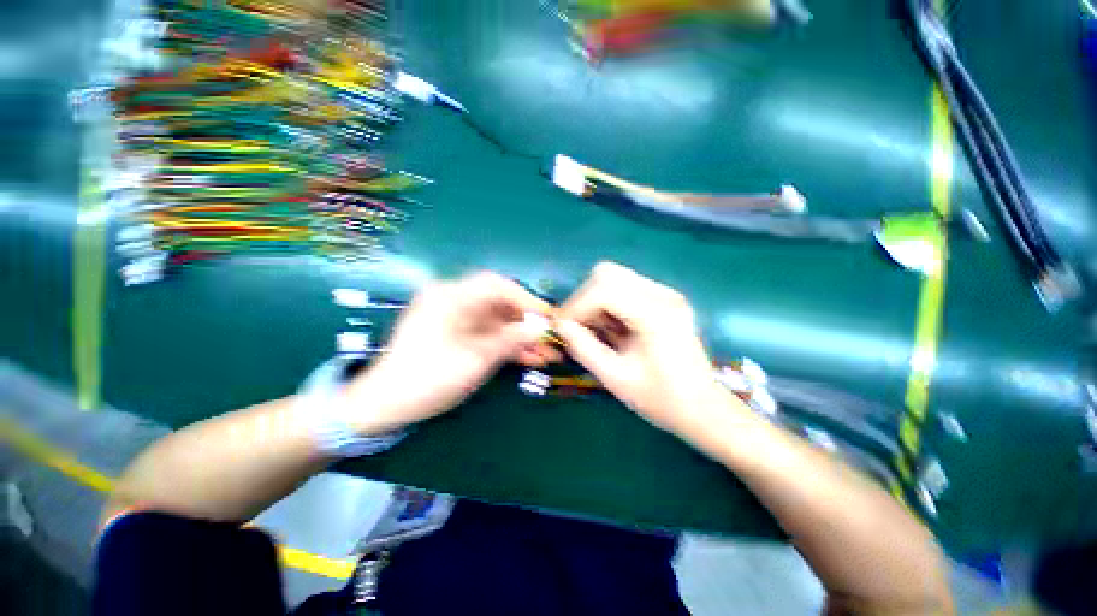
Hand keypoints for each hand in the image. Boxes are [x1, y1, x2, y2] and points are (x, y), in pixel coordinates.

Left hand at [344, 272, 556, 433]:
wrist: (384, 405)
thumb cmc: (426, 379)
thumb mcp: (474, 360)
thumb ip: (510, 340)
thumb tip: (541, 328)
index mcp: (451, 297)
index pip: (497, 286)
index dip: (526, 299)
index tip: (549, 317)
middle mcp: (454, 301)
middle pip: (500, 304)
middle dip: (528, 322)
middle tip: (552, 339)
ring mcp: (457, 319)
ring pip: (498, 322)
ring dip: (521, 337)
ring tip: (548, 354)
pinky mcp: (459, 335)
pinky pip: (488, 335)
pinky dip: (508, 346)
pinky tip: (529, 359)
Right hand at [555, 262, 733, 435]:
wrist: (703, 408)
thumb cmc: (661, 399)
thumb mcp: (616, 378)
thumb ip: (584, 349)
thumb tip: (560, 326)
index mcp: (656, 315)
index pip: (604, 290)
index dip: (576, 306)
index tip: (562, 328)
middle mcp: (663, 295)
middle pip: (608, 274)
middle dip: (584, 299)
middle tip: (577, 326)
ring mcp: (666, 294)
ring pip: (615, 278)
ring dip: (595, 300)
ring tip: (594, 330)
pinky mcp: (664, 299)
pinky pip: (625, 288)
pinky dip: (608, 304)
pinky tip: (610, 328)